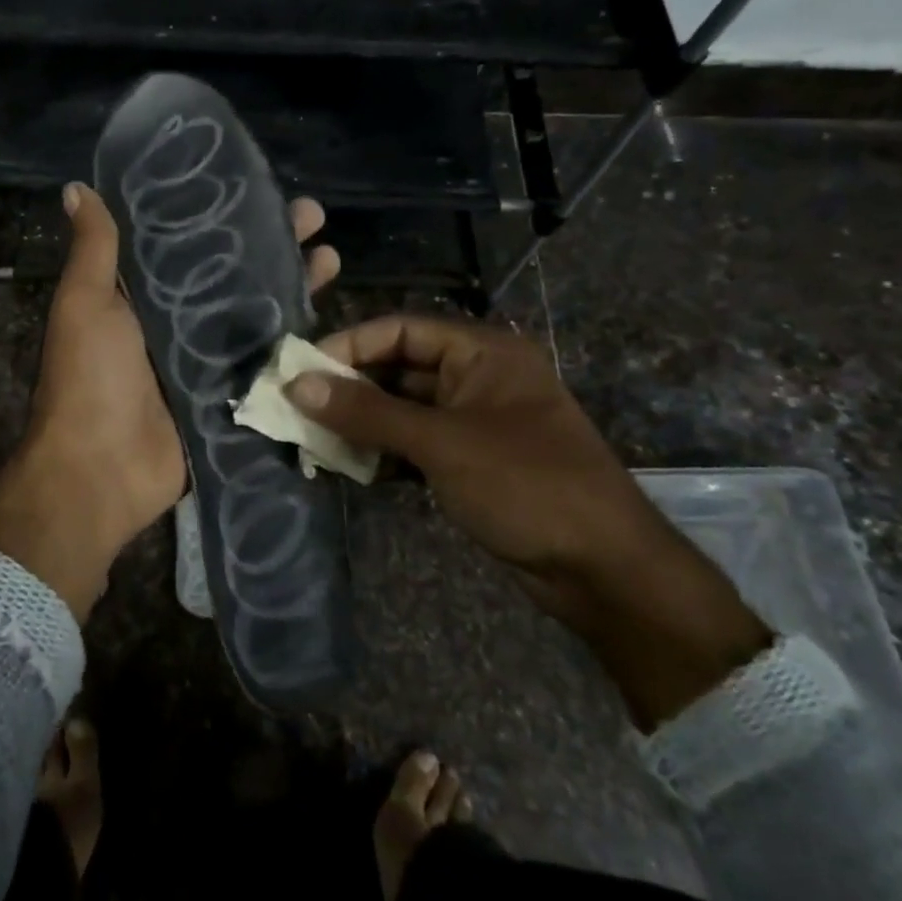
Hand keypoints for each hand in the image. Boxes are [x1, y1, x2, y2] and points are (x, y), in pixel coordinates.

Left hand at [0, 183, 339, 621]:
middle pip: (234, 274)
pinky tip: (331, 317)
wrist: (102, 470)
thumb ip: (94, 249)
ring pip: (258, 314)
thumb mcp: (85, 303)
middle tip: (314, 217)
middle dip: (273, 245)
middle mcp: (177, 322)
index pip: (189, 241)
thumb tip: (78, 189)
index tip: (258, 187)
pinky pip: (267, 363)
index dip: (223, 214)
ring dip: (293, 285)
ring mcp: (207, 361)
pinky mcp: (230, 396)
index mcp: (141, 295)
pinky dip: (295, 342)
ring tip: (332, 257)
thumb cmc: (90, 378)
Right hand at [286, 316, 769, 727]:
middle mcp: (477, 378)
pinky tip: (346, 465)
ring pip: (402, 409)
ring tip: (311, 437)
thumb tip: (297, 386)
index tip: (299, 370)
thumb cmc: (527, 485)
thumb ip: (366, 412)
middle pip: (398, 368)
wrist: (605, 570)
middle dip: (349, 387)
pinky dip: (381, 451)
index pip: (401, 330)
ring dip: (360, 422)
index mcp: (483, 352)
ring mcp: (474, 422)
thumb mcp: (441, 443)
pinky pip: (414, 443)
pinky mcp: (469, 461)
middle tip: (296, 407)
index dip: (348, 345)